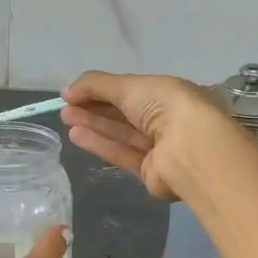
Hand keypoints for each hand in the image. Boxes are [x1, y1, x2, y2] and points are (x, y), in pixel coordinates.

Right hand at [60, 71, 224, 200]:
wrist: (191, 149)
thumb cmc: (165, 106)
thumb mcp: (129, 85)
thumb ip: (95, 85)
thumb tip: (67, 90)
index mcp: (170, 93)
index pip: (132, 90)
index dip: (102, 89)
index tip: (75, 92)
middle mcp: (167, 120)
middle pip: (125, 113)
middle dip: (95, 108)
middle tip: (65, 106)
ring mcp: (161, 148)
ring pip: (122, 133)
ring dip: (94, 124)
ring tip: (66, 118)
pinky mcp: (151, 172)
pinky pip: (122, 154)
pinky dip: (100, 144)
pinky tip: (76, 135)